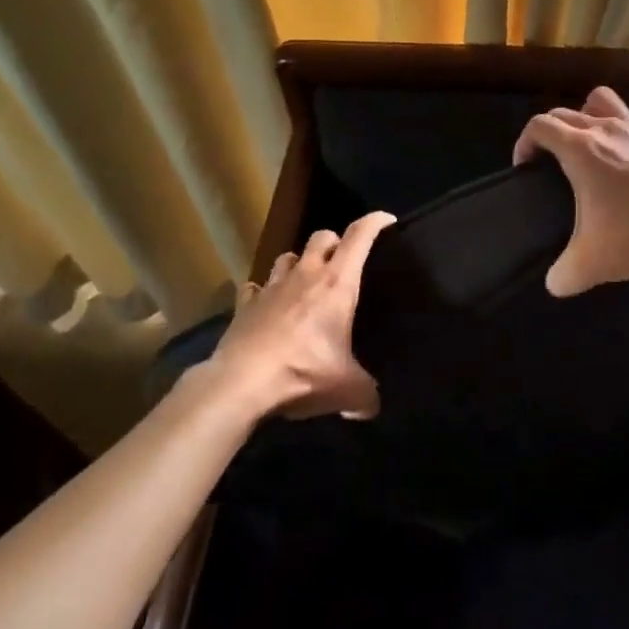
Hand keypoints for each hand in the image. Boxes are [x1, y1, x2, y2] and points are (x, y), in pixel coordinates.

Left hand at [207, 212, 393, 420]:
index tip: (387, 221)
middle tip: (342, 263)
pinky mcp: (245, 304)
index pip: (360, 236)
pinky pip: (254, 287)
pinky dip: (262, 292)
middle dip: (334, 243)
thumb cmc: (303, 373)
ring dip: (298, 264)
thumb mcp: (347, 389)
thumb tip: (372, 407)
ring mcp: (272, 287)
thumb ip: (366, 396)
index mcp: (337, 283)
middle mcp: (306, 274)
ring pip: (287, 256)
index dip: (375, 222)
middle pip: (322, 236)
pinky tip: (266, 306)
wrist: (241, 383)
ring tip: (304, 282)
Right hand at [512, 86, 628, 295]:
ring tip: (587, 141)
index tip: (524, 166)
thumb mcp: (591, 264)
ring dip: (589, 113)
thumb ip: (563, 275)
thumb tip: (554, 284)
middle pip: (566, 112)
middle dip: (550, 131)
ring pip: (604, 100)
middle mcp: (606, 129)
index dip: (524, 142)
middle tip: (549, 160)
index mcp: (580, 149)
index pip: (540, 126)